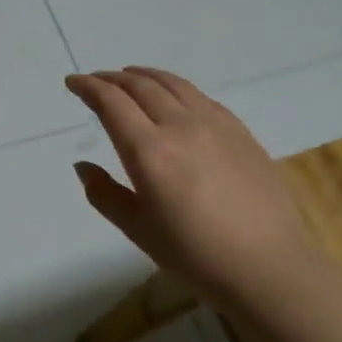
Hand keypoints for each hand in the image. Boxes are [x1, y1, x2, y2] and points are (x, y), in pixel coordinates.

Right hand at [66, 67, 318, 310]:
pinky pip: (200, 96)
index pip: (111, 103)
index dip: (88, 87)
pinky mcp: (239, 131)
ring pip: (173, 84)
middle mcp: (180, 126)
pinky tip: (173, 97)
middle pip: (140, 86)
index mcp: (149, 151)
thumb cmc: (195, 254)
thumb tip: (83, 166)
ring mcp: (214, 124)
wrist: (268, 265)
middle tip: (95, 80)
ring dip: (144, 75)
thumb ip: (105, 194)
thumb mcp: (137, 229)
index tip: (73, 82)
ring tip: (129, 75)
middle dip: (112, 78)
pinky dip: (175, 87)